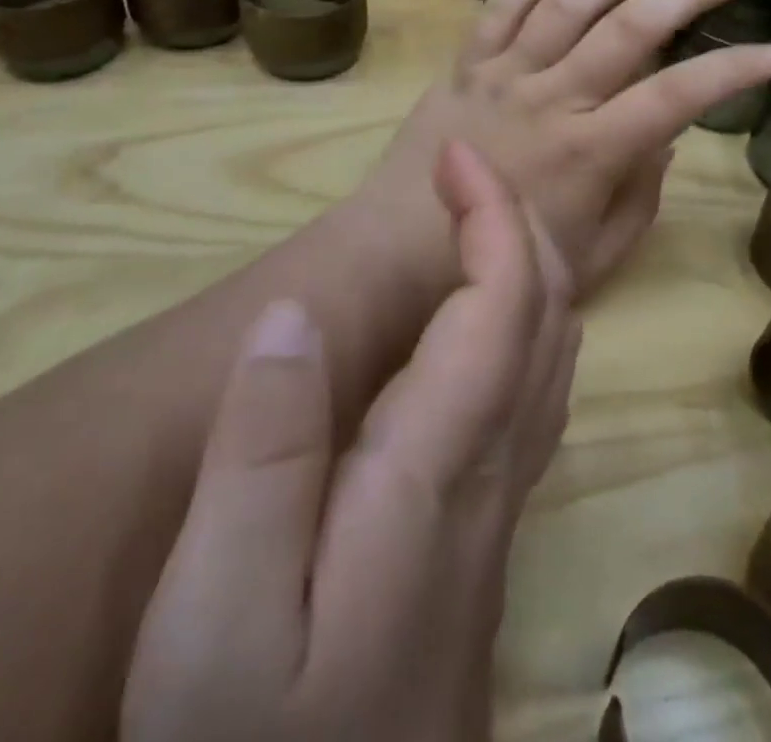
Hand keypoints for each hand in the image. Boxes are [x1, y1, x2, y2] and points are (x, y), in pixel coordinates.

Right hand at [122, 141, 578, 741]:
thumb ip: (260, 454)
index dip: (492, 213)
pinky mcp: (484, 535)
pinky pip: (535, 395)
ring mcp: (499, 505)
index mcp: (436, 466)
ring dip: (530, 266)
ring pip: (553, 353)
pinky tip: (481, 325)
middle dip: (518, 222)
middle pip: (548, 314)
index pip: (504, 301)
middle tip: (463, 173)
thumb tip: (293, 316)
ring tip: (476, 223)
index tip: (456, 154)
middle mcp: (492, 470)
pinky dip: (525, 323)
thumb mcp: (218, 615)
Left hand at [363, 0, 770, 298]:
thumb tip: (664, 138)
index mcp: (591, 151)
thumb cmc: (503, 264)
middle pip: (628, 29)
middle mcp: (552, 98)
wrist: (399, 253)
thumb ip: (639, 195)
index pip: (677, 97)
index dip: (731, 71)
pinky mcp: (466, 64)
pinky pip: (502, 5)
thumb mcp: (594, 255)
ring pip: (567, 3)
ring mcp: (504, 74)